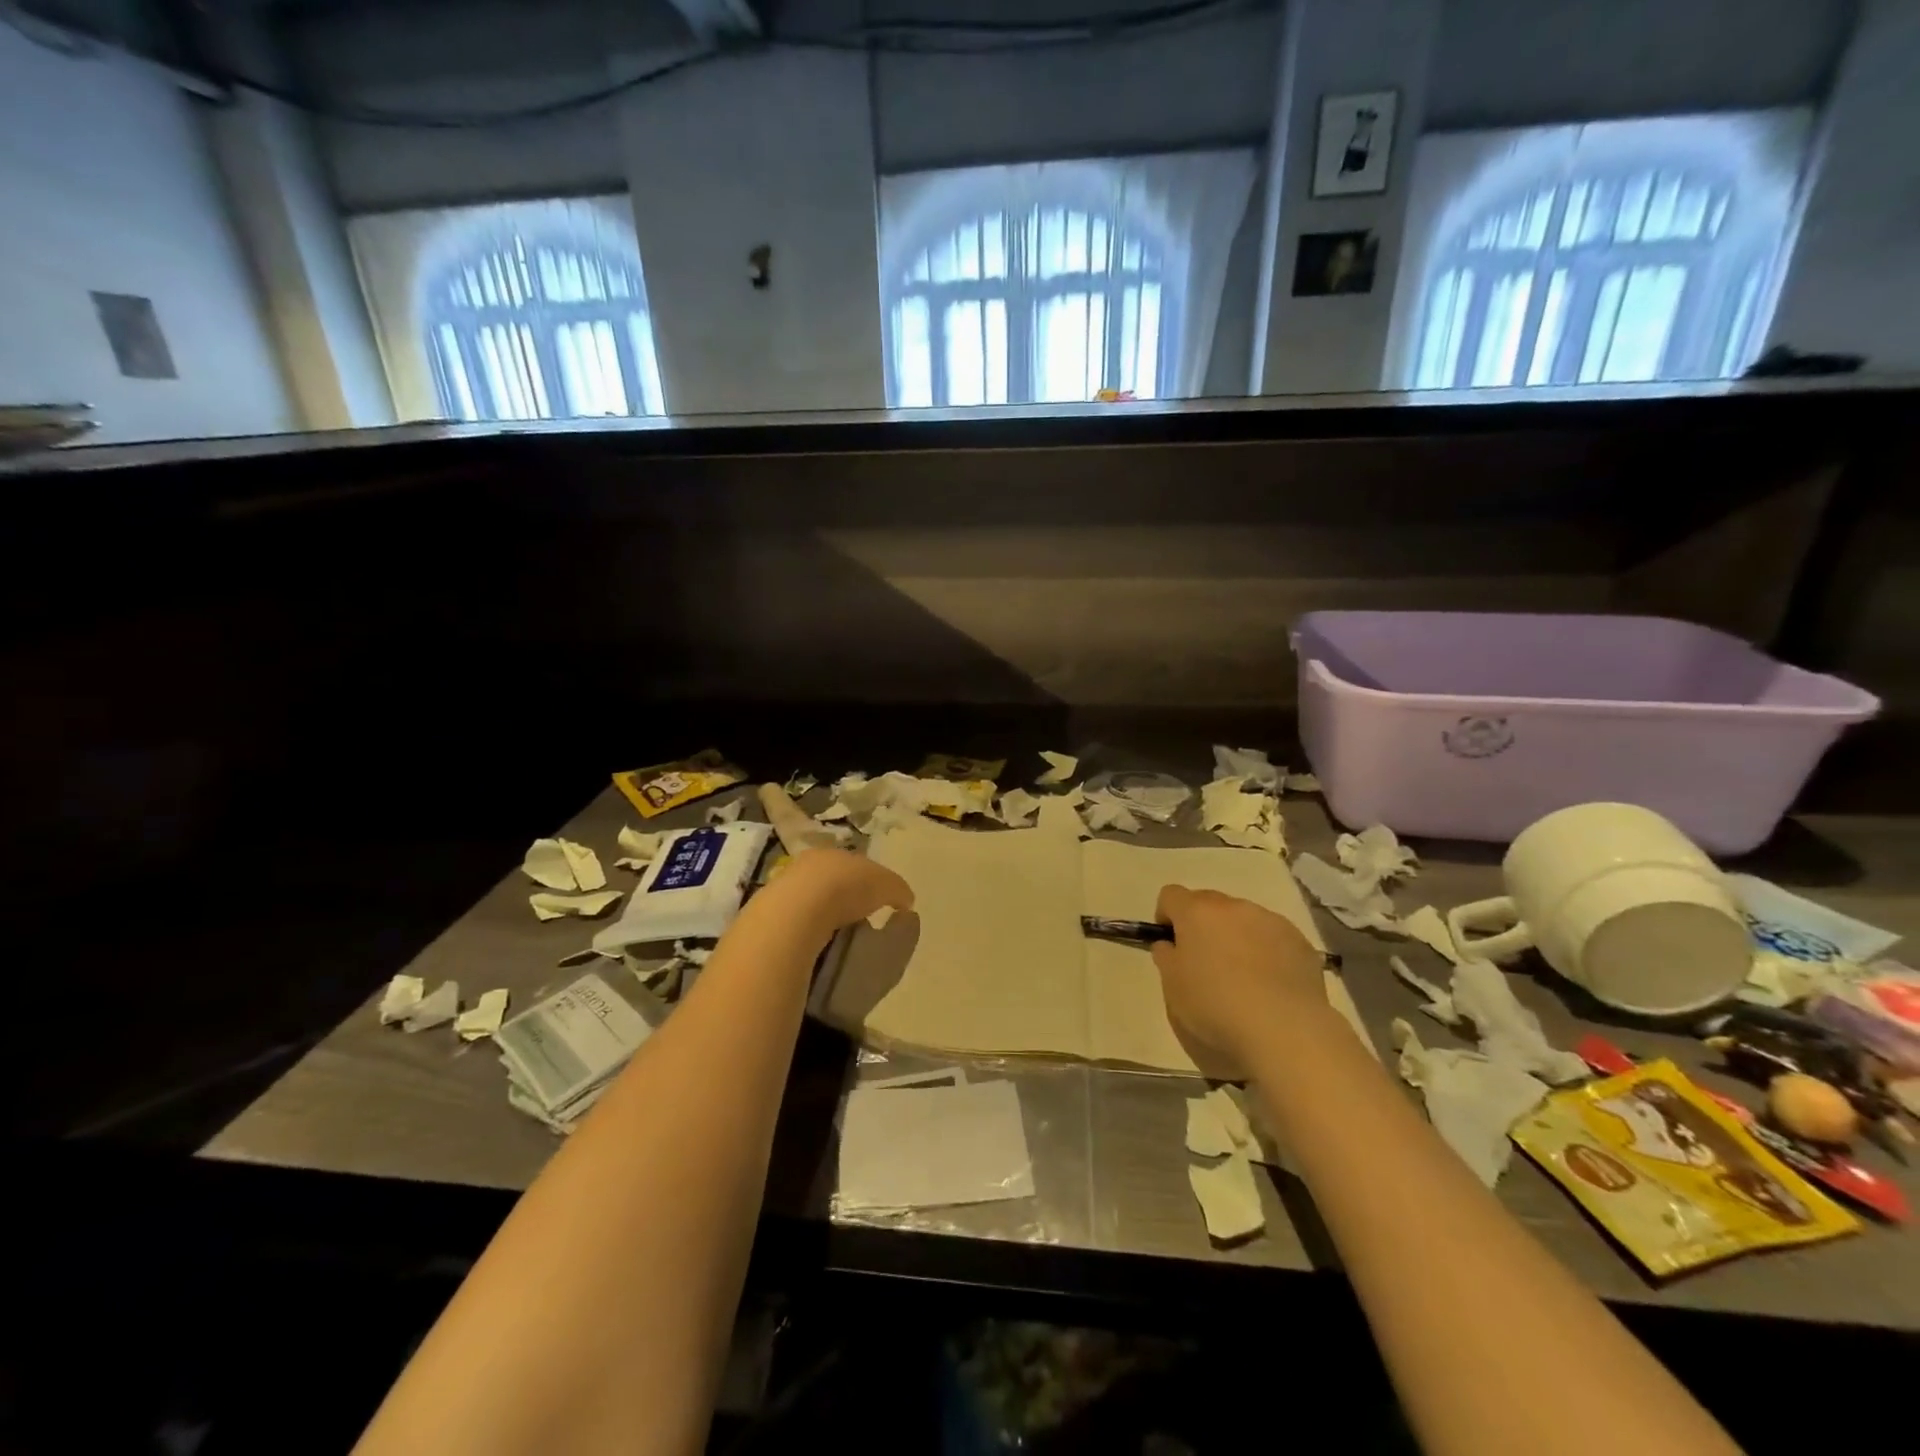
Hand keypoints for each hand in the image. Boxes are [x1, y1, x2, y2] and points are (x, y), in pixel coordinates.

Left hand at [774, 848, 914, 937]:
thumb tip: (906, 902)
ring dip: (823, 914)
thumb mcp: (887, 885)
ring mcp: (785, 887)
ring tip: (838, 936)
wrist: (797, 911)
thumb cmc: (847, 888)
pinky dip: (807, 930)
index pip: (854, 863)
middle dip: (843, 896)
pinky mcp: (771, 913)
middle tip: (858, 918)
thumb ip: (898, 890)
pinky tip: (816, 944)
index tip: (876, 900)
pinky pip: (796, 921)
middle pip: (830, 879)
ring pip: (810, 899)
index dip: (867, 880)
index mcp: (835, 852)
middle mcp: (808, 863)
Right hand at [1150, 885, 1325, 1076]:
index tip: (1171, 946)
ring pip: (1244, 919)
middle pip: (1209, 904)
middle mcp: (1234, 907)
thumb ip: (1166, 958)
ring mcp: (1271, 921)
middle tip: (1205, 964)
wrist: (1285, 1031)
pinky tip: (1270, 987)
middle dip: (1202, 926)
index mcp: (1196, 912)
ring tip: (1243, 979)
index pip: (1170, 896)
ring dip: (1236, 937)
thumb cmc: (1215, 1008)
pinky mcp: (1301, 942)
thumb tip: (1171, 945)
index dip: (1166, 917)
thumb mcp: (1172, 988)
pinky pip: (1273, 938)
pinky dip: (1267, 953)